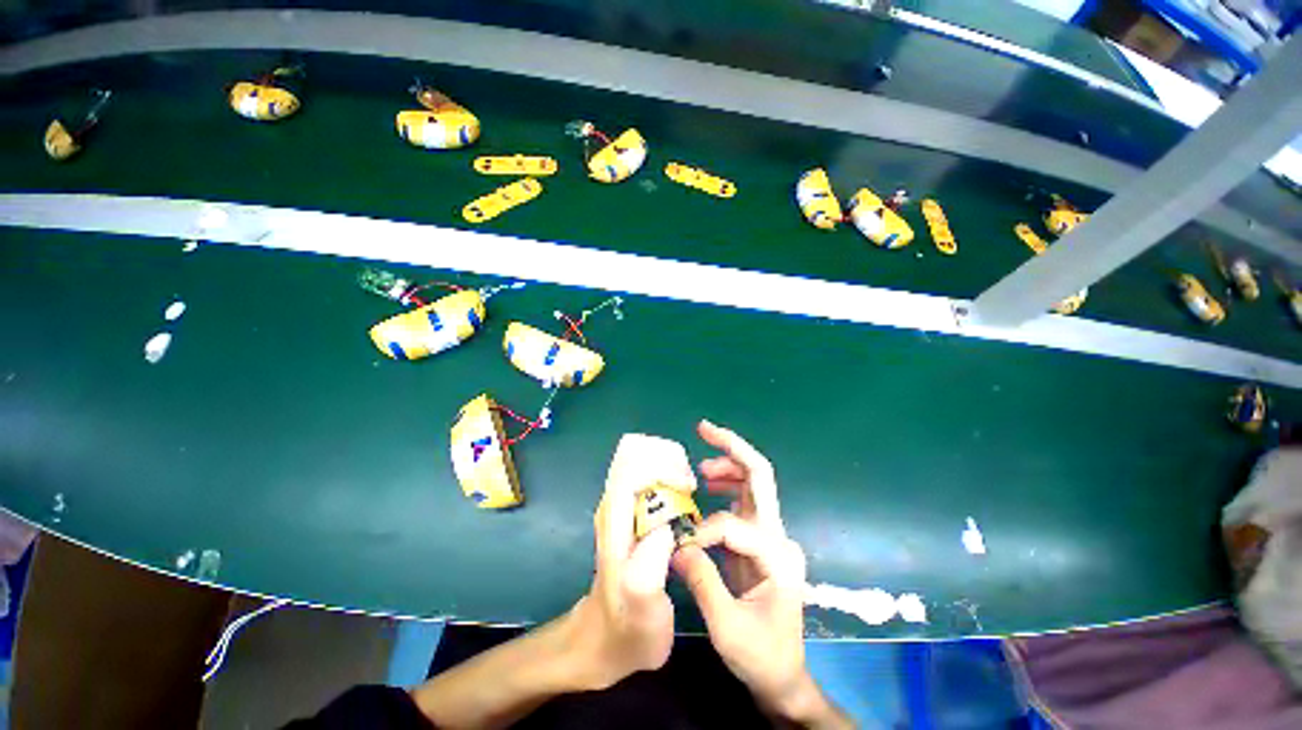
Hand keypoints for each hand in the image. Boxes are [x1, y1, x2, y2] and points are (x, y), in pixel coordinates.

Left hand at [566, 434, 694, 690]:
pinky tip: (682, 497)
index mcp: (615, 523)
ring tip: (689, 486)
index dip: (661, 469)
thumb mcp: (642, 605)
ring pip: (639, 468)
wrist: (605, 642)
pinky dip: (664, 479)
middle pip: (634, 461)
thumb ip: (651, 563)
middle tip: (690, 482)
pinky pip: (645, 483)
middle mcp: (614, 509)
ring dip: (666, 467)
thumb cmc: (627, 628)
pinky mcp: (629, 518)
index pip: (630, 472)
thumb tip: (669, 525)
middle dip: (665, 461)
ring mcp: (620, 512)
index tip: (688, 486)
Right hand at [673, 421, 848, 726]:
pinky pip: (743, 498)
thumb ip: (702, 582)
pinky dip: (726, 482)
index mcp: (778, 557)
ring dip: (729, 463)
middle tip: (704, 429)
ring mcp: (771, 534)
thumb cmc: (761, 655)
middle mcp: (779, 536)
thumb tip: (676, 546)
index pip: (736, 525)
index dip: (704, 532)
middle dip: (733, 447)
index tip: (681, 552)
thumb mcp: (728, 627)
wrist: (783, 673)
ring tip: (701, 465)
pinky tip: (709, 482)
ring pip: (753, 482)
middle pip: (761, 476)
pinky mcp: (760, 538)